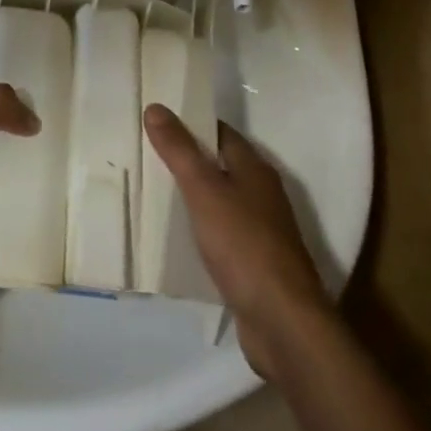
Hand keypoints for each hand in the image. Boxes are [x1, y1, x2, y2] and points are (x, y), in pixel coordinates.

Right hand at [143, 104, 332, 381]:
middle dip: (188, 159)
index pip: (220, 133)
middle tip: (147, 153)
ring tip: (154, 191)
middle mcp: (261, 195)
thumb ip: (179, 150)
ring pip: (220, 201)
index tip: (158, 120)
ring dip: (193, 196)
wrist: (283, 324)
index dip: (191, 123)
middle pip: (220, 166)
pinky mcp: (254, 265)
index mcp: (255, 169)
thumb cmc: (244, 245)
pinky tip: (178, 238)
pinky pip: (221, 235)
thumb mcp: (204, 191)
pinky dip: (201, 230)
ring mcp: (261, 232)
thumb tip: (156, 107)